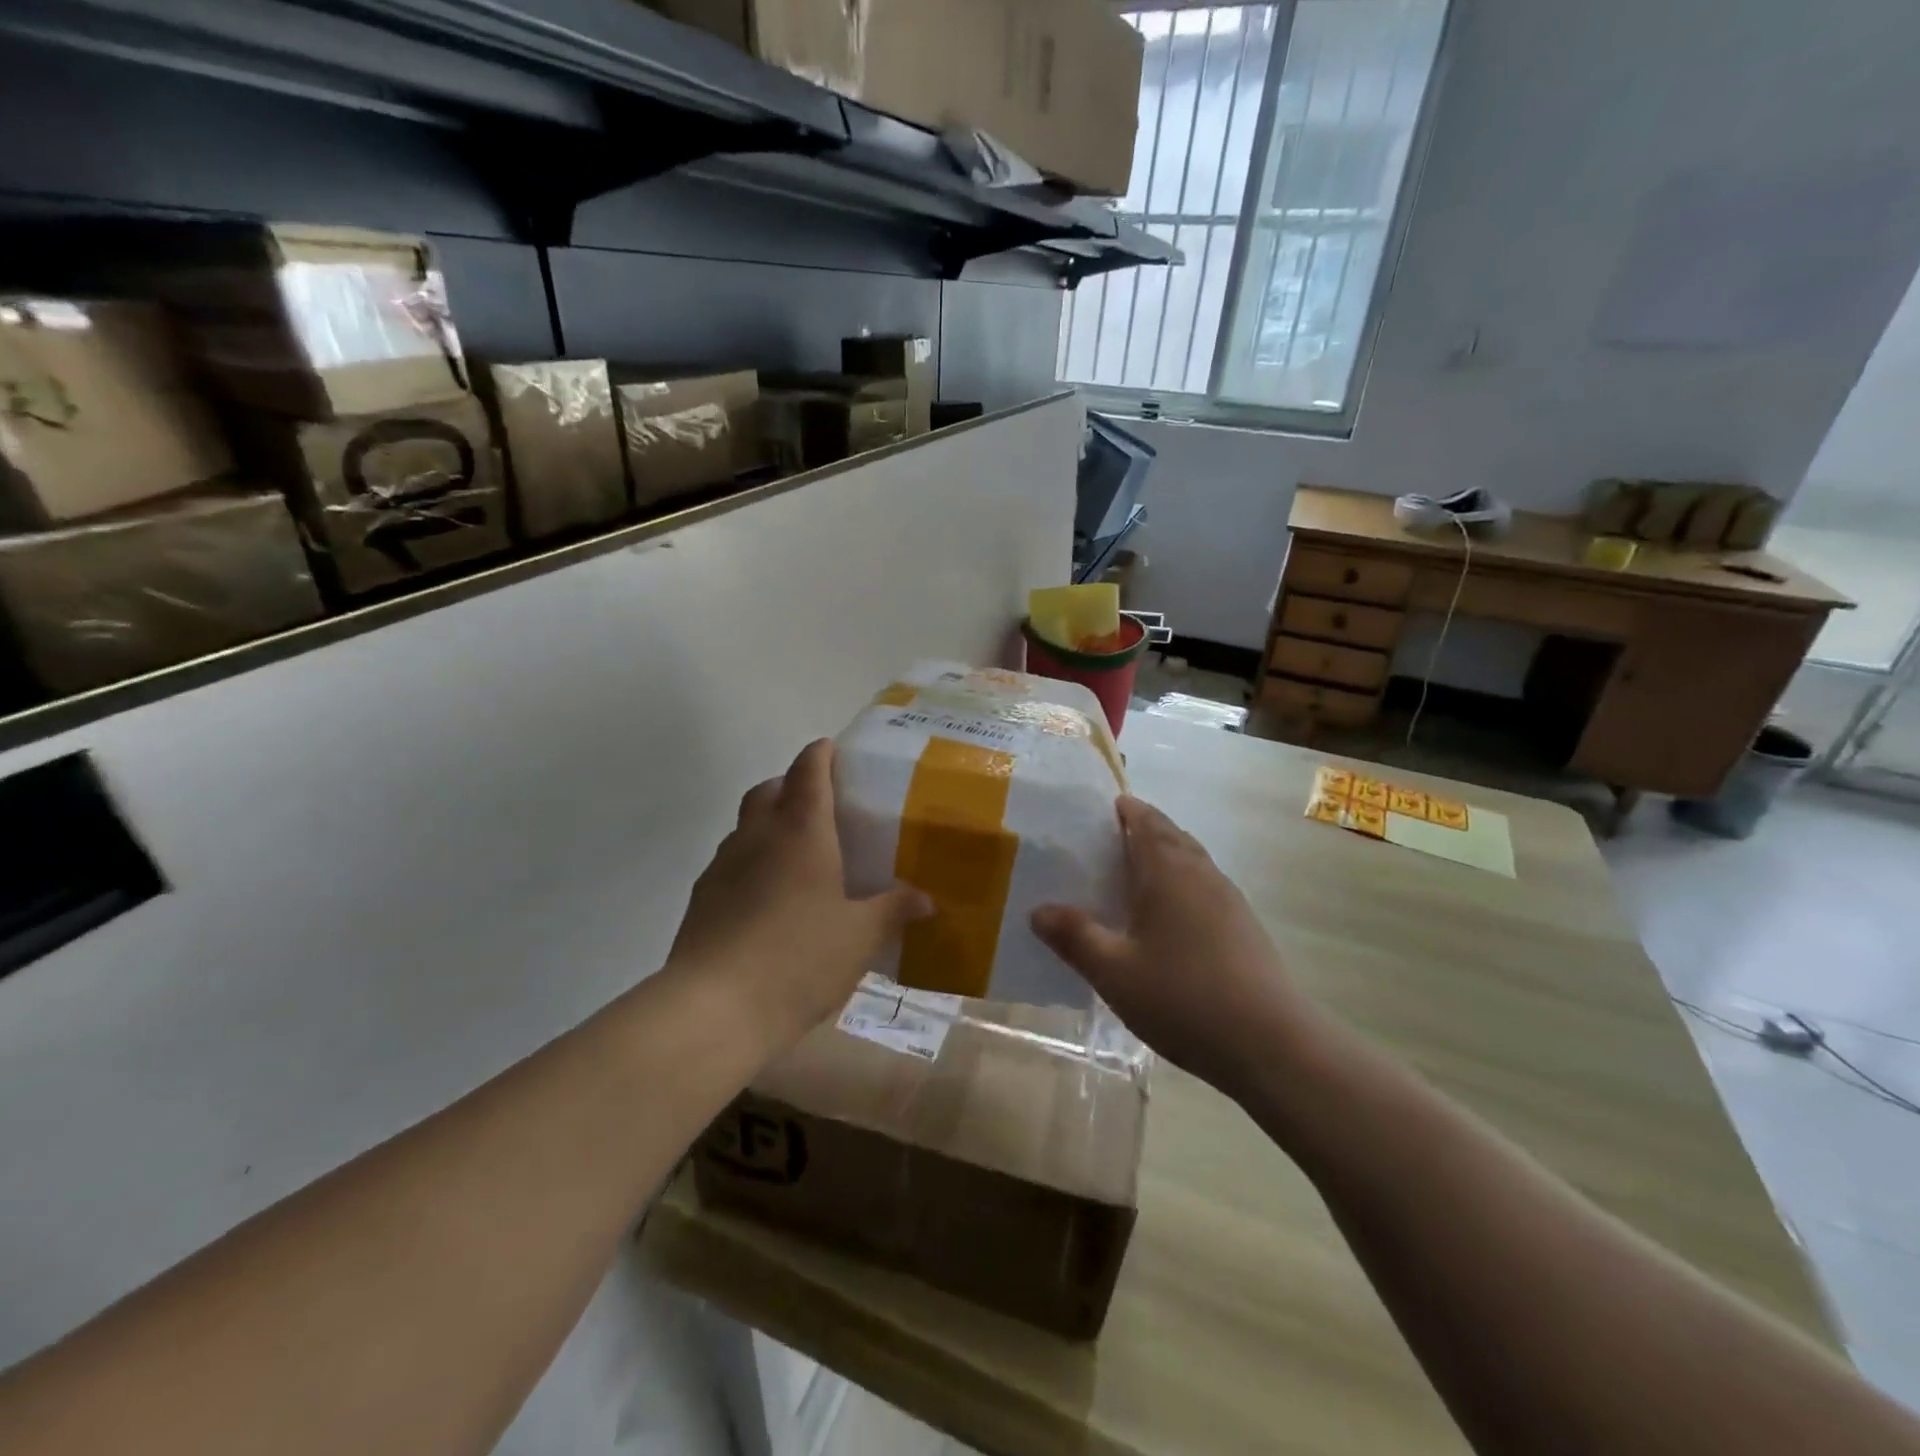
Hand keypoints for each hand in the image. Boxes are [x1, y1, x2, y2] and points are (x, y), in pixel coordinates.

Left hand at [669, 739, 930, 1048]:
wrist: (714, 1009)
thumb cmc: (799, 959)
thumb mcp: (860, 937)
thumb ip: (893, 911)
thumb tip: (925, 899)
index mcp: (801, 831)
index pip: (808, 771)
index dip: (821, 754)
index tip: (833, 749)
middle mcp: (758, 836)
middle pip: (770, 789)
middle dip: (792, 785)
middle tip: (822, 805)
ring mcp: (723, 866)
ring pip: (746, 825)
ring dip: (769, 824)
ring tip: (799, 855)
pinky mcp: (702, 899)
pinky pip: (731, 863)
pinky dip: (752, 863)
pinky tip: (770, 899)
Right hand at [1031, 796, 1321, 1100]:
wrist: (1271, 1044)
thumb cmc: (1183, 998)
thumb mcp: (1114, 971)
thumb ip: (1075, 937)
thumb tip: (1038, 911)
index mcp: (1168, 871)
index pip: (1147, 822)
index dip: (1127, 810)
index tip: (1106, 808)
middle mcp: (1202, 874)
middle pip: (1172, 836)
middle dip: (1145, 830)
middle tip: (1110, 843)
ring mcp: (1229, 900)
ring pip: (1193, 862)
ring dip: (1165, 858)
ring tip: (1135, 879)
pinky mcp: (1245, 928)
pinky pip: (1205, 888)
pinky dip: (1183, 886)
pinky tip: (1170, 922)